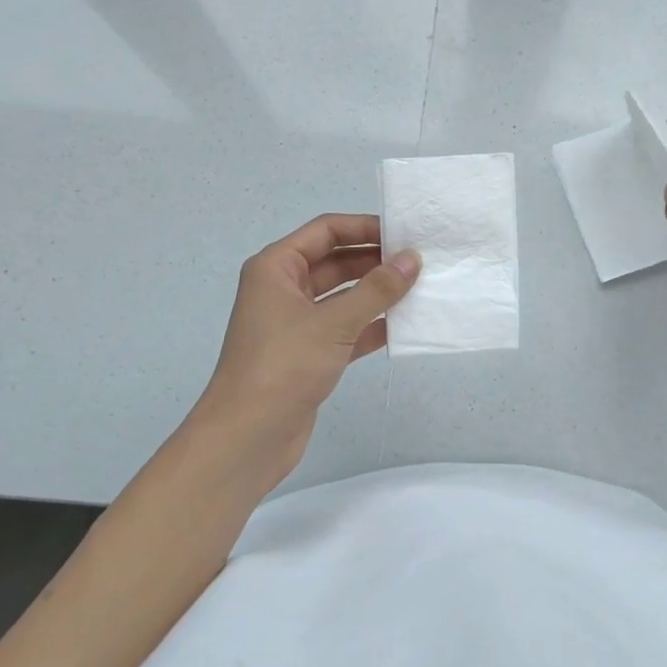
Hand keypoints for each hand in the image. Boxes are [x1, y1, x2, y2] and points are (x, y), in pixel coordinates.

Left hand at [190, 214, 419, 486]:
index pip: (326, 231)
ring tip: (420, 288)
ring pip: (343, 296)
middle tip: (419, 262)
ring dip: (376, 293)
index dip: (364, 227)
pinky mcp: (308, 354)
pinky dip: (371, 325)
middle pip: (336, 261)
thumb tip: (413, 259)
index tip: (404, 233)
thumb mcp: (334, 322)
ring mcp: (296, 323)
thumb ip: (377, 289)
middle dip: (375, 261)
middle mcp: (283, 289)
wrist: (246, 439)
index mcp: (276, 268)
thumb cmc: (284, 366)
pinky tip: (404, 326)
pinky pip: (345, 328)